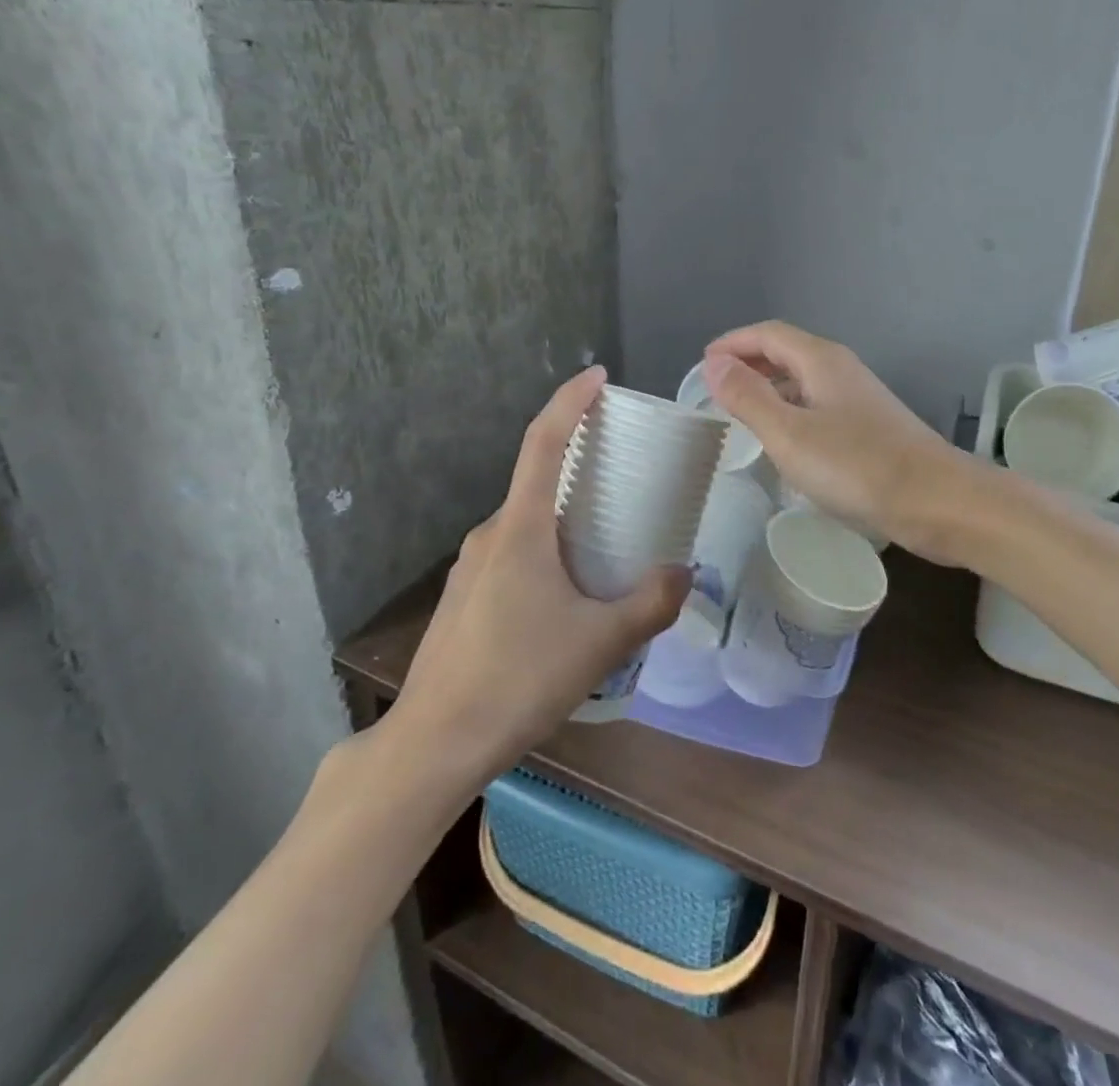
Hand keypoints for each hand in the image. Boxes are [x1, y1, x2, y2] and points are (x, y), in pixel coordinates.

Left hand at [392, 367, 690, 783]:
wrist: (434, 743)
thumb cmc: (519, 678)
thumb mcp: (601, 642)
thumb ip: (651, 603)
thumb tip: (683, 574)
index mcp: (521, 527)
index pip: (544, 440)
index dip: (570, 401)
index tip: (598, 377)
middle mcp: (490, 534)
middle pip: (539, 482)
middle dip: (581, 470)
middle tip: (626, 482)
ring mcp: (470, 567)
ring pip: (527, 524)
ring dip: (565, 522)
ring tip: (607, 549)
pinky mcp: (464, 598)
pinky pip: (513, 555)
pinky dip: (546, 553)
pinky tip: (567, 598)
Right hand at [703, 322, 963, 560]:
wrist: (937, 501)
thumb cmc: (857, 466)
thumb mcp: (789, 433)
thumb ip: (748, 397)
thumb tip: (714, 363)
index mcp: (820, 360)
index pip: (767, 334)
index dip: (732, 343)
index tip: (703, 363)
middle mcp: (840, 369)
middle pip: (785, 351)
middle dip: (747, 363)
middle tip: (715, 388)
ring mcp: (858, 397)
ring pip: (802, 379)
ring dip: (768, 387)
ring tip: (740, 412)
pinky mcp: (868, 426)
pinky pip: (816, 404)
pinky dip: (789, 409)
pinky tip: (782, 438)